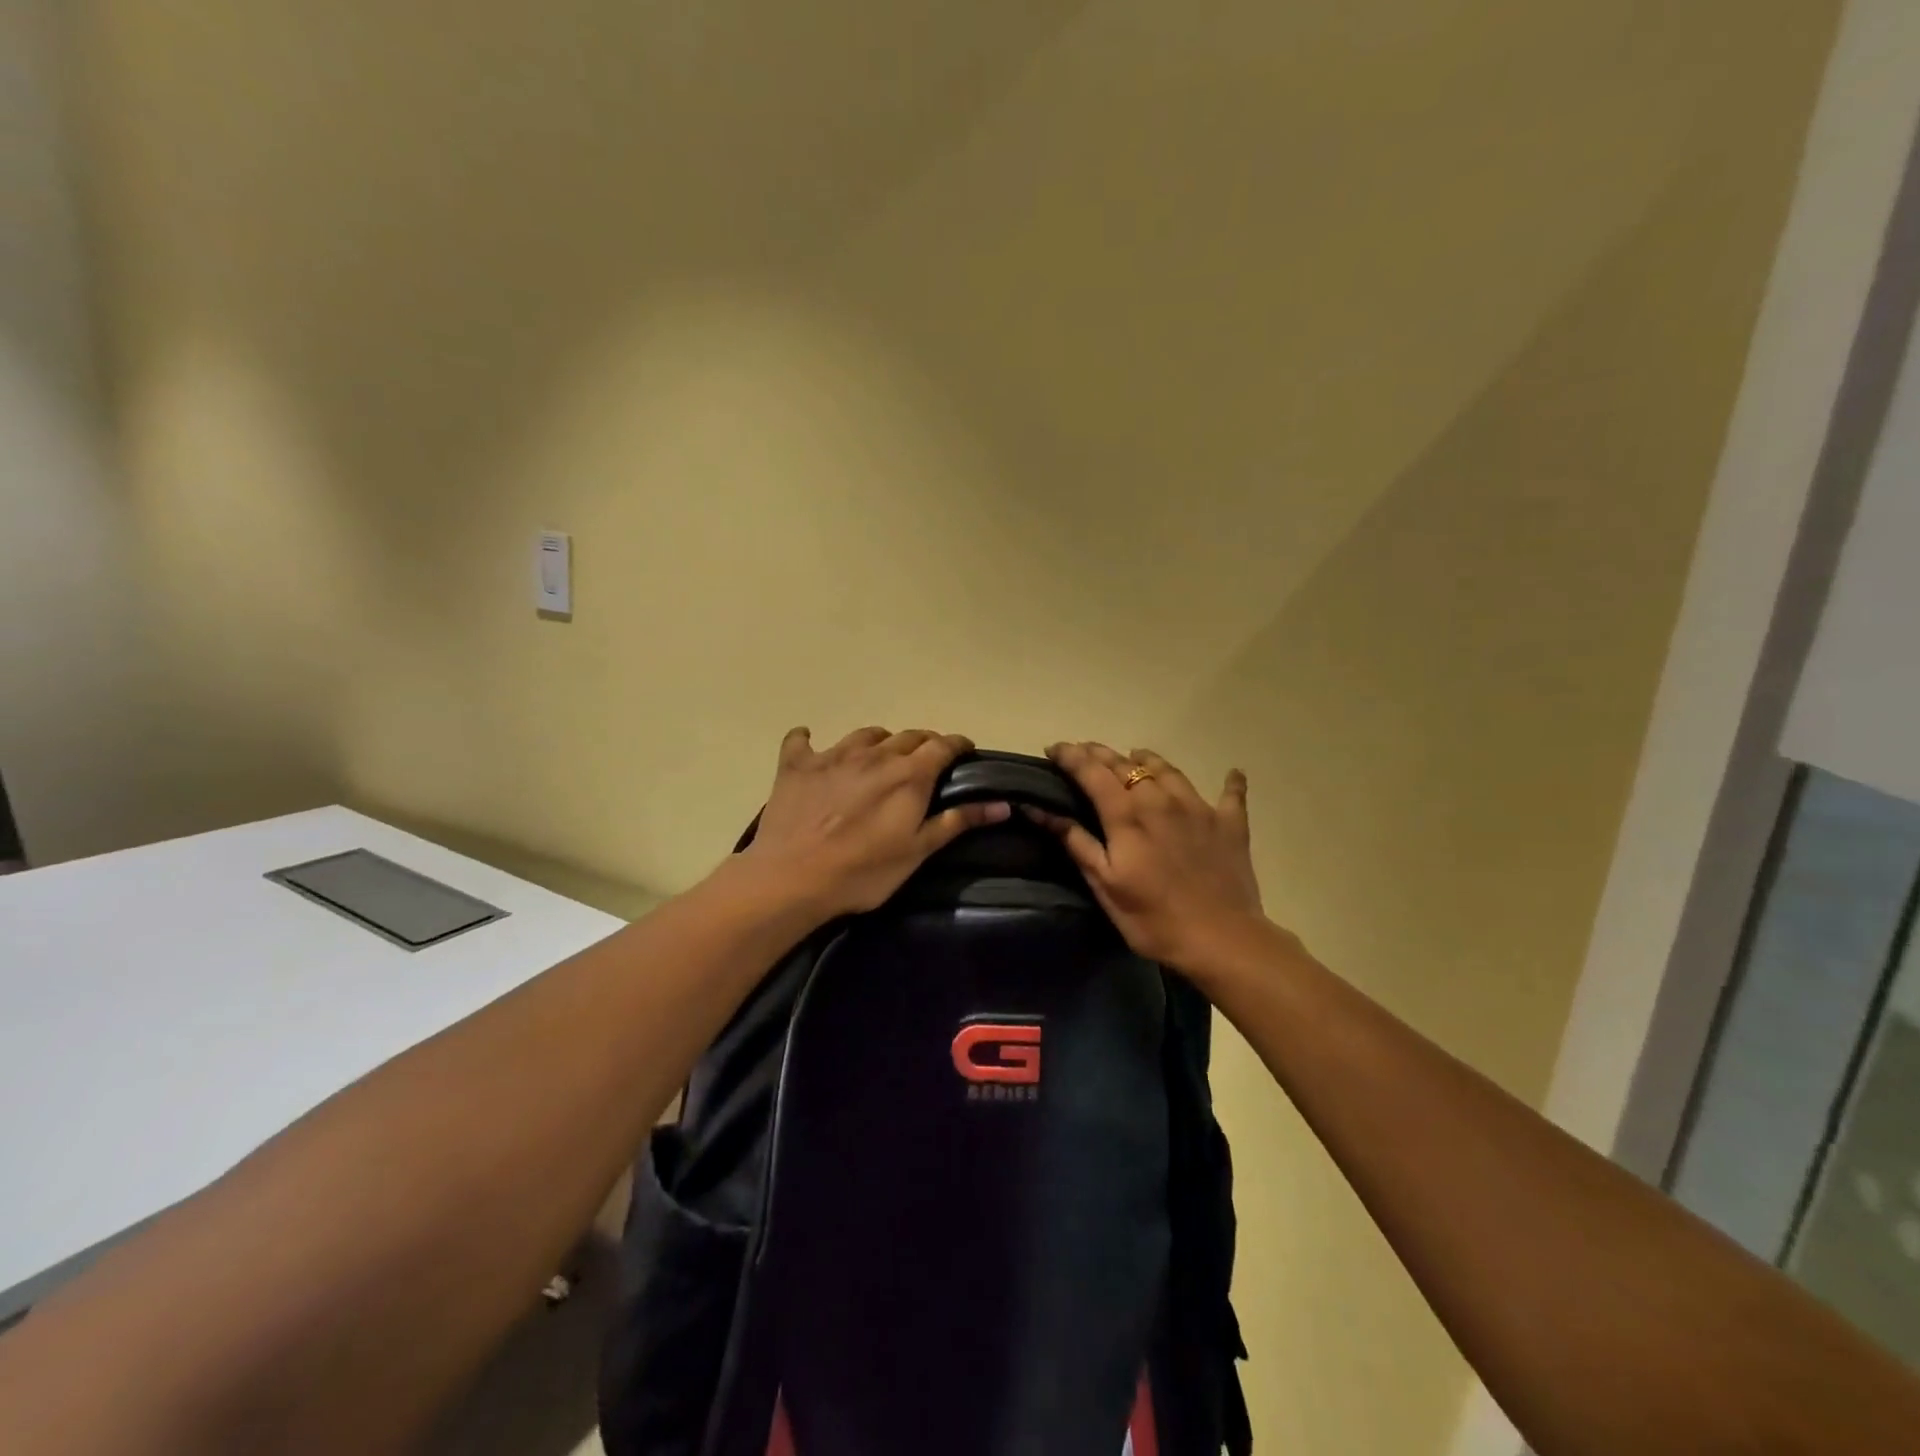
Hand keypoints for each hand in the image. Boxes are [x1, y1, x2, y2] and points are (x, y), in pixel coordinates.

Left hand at [742, 726, 1009, 917]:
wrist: (791, 878)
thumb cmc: (863, 871)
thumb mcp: (918, 852)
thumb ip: (957, 822)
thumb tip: (1002, 803)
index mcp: (909, 774)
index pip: (942, 745)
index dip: (957, 744)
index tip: (965, 751)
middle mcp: (874, 754)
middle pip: (908, 736)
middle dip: (923, 743)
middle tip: (927, 761)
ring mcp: (833, 755)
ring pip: (865, 734)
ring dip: (879, 741)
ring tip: (880, 756)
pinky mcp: (797, 765)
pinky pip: (801, 741)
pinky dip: (808, 740)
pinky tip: (808, 743)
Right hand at [1029, 742, 1267, 973]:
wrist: (1222, 940)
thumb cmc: (1153, 918)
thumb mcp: (1104, 884)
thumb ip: (1076, 842)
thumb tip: (1039, 810)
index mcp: (1127, 815)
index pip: (1092, 772)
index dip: (1071, 756)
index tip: (1053, 748)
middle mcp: (1161, 800)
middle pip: (1126, 764)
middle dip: (1100, 753)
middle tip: (1084, 751)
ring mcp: (1199, 807)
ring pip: (1168, 770)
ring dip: (1147, 759)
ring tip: (1135, 756)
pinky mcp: (1230, 824)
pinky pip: (1231, 794)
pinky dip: (1229, 782)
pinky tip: (1232, 773)